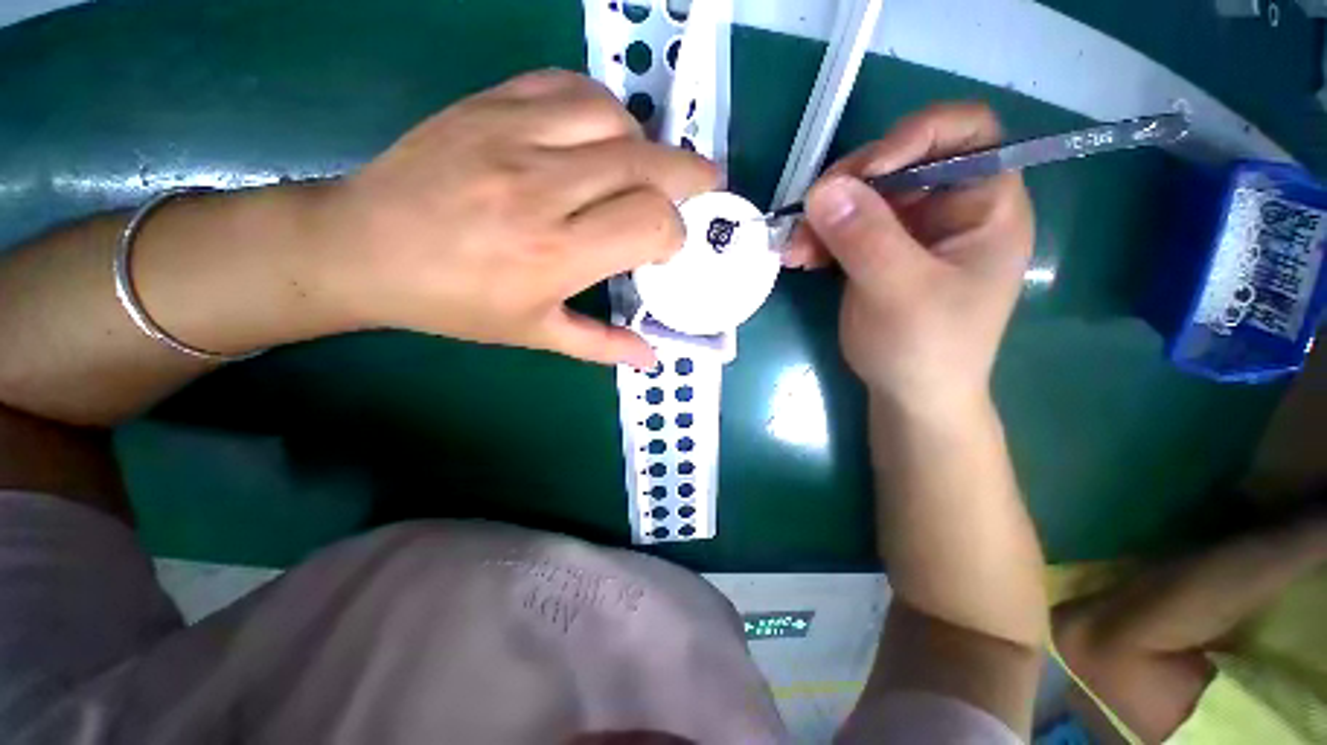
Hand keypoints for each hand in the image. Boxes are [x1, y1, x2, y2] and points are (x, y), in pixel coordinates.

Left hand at [318, 70, 717, 367]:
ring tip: (644, 166)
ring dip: (644, 142)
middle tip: (706, 184)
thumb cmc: (455, 303)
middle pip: (648, 162)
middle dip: (691, 174)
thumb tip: (650, 358)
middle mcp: (544, 188)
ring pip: (615, 116)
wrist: (363, 249)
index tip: (667, 247)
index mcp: (558, 253)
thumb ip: (601, 346)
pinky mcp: (489, 104)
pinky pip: (567, 86)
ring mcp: (514, 136)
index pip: (652, 222)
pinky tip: (600, 133)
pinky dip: (600, 107)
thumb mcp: (533, 334)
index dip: (674, 233)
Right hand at [789, 103, 1033, 409]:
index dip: (916, 135)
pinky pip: (845, 228)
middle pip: (899, 163)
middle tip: (809, 212)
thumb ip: (866, 238)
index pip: (966, 132)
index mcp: (985, 206)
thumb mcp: (900, 292)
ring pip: (862, 197)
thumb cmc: (926, 349)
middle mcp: (949, 209)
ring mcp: (910, 231)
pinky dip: (819, 238)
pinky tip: (799, 258)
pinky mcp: (878, 252)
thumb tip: (823, 189)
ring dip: (824, 217)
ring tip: (794, 248)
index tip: (866, 172)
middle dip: (850, 186)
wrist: (910, 396)